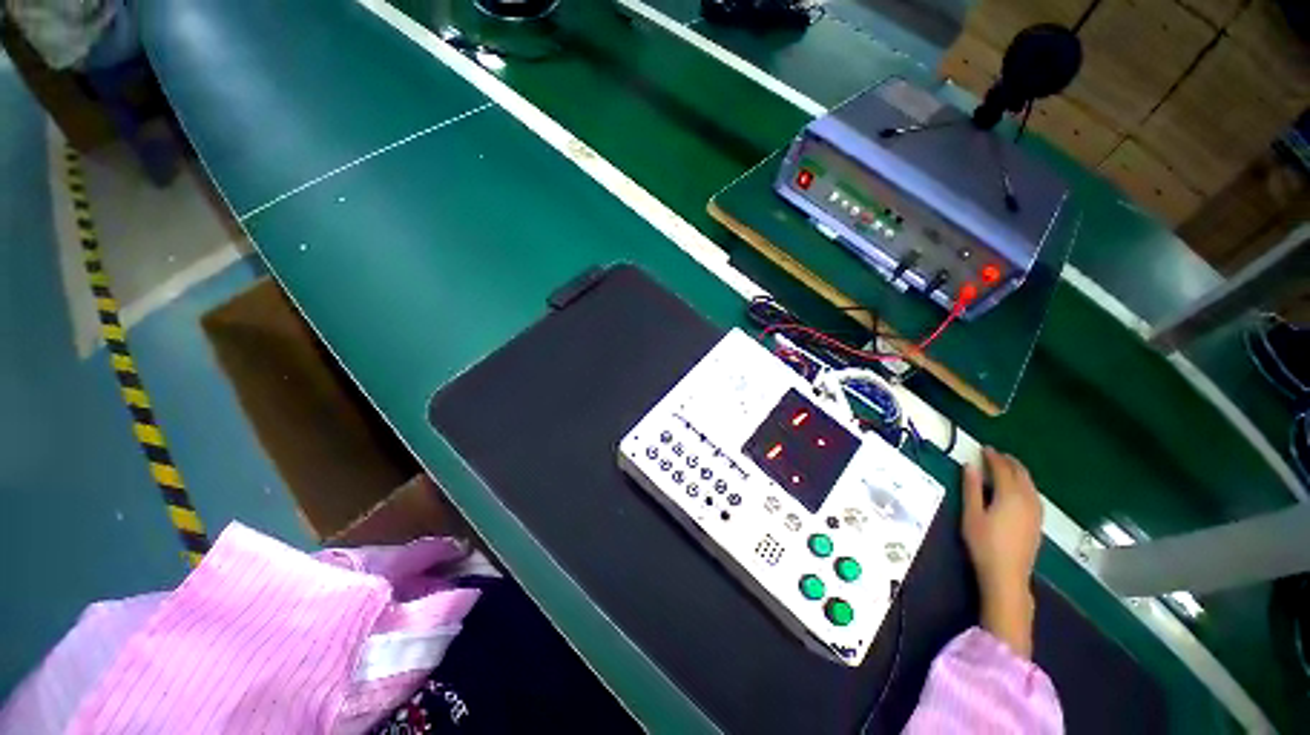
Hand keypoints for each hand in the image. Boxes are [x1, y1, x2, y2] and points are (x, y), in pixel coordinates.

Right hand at [962, 447, 1042, 658]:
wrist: (1007, 575)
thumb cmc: (984, 543)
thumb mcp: (971, 514)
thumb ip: (972, 488)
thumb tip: (970, 466)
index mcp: (1010, 495)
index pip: (1003, 469)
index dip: (993, 457)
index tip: (984, 448)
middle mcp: (1027, 499)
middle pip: (1021, 474)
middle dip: (1009, 462)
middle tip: (996, 454)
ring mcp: (1036, 512)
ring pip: (1030, 484)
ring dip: (1019, 472)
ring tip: (1006, 467)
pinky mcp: (1038, 522)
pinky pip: (1034, 494)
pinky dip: (1025, 484)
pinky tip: (1019, 489)